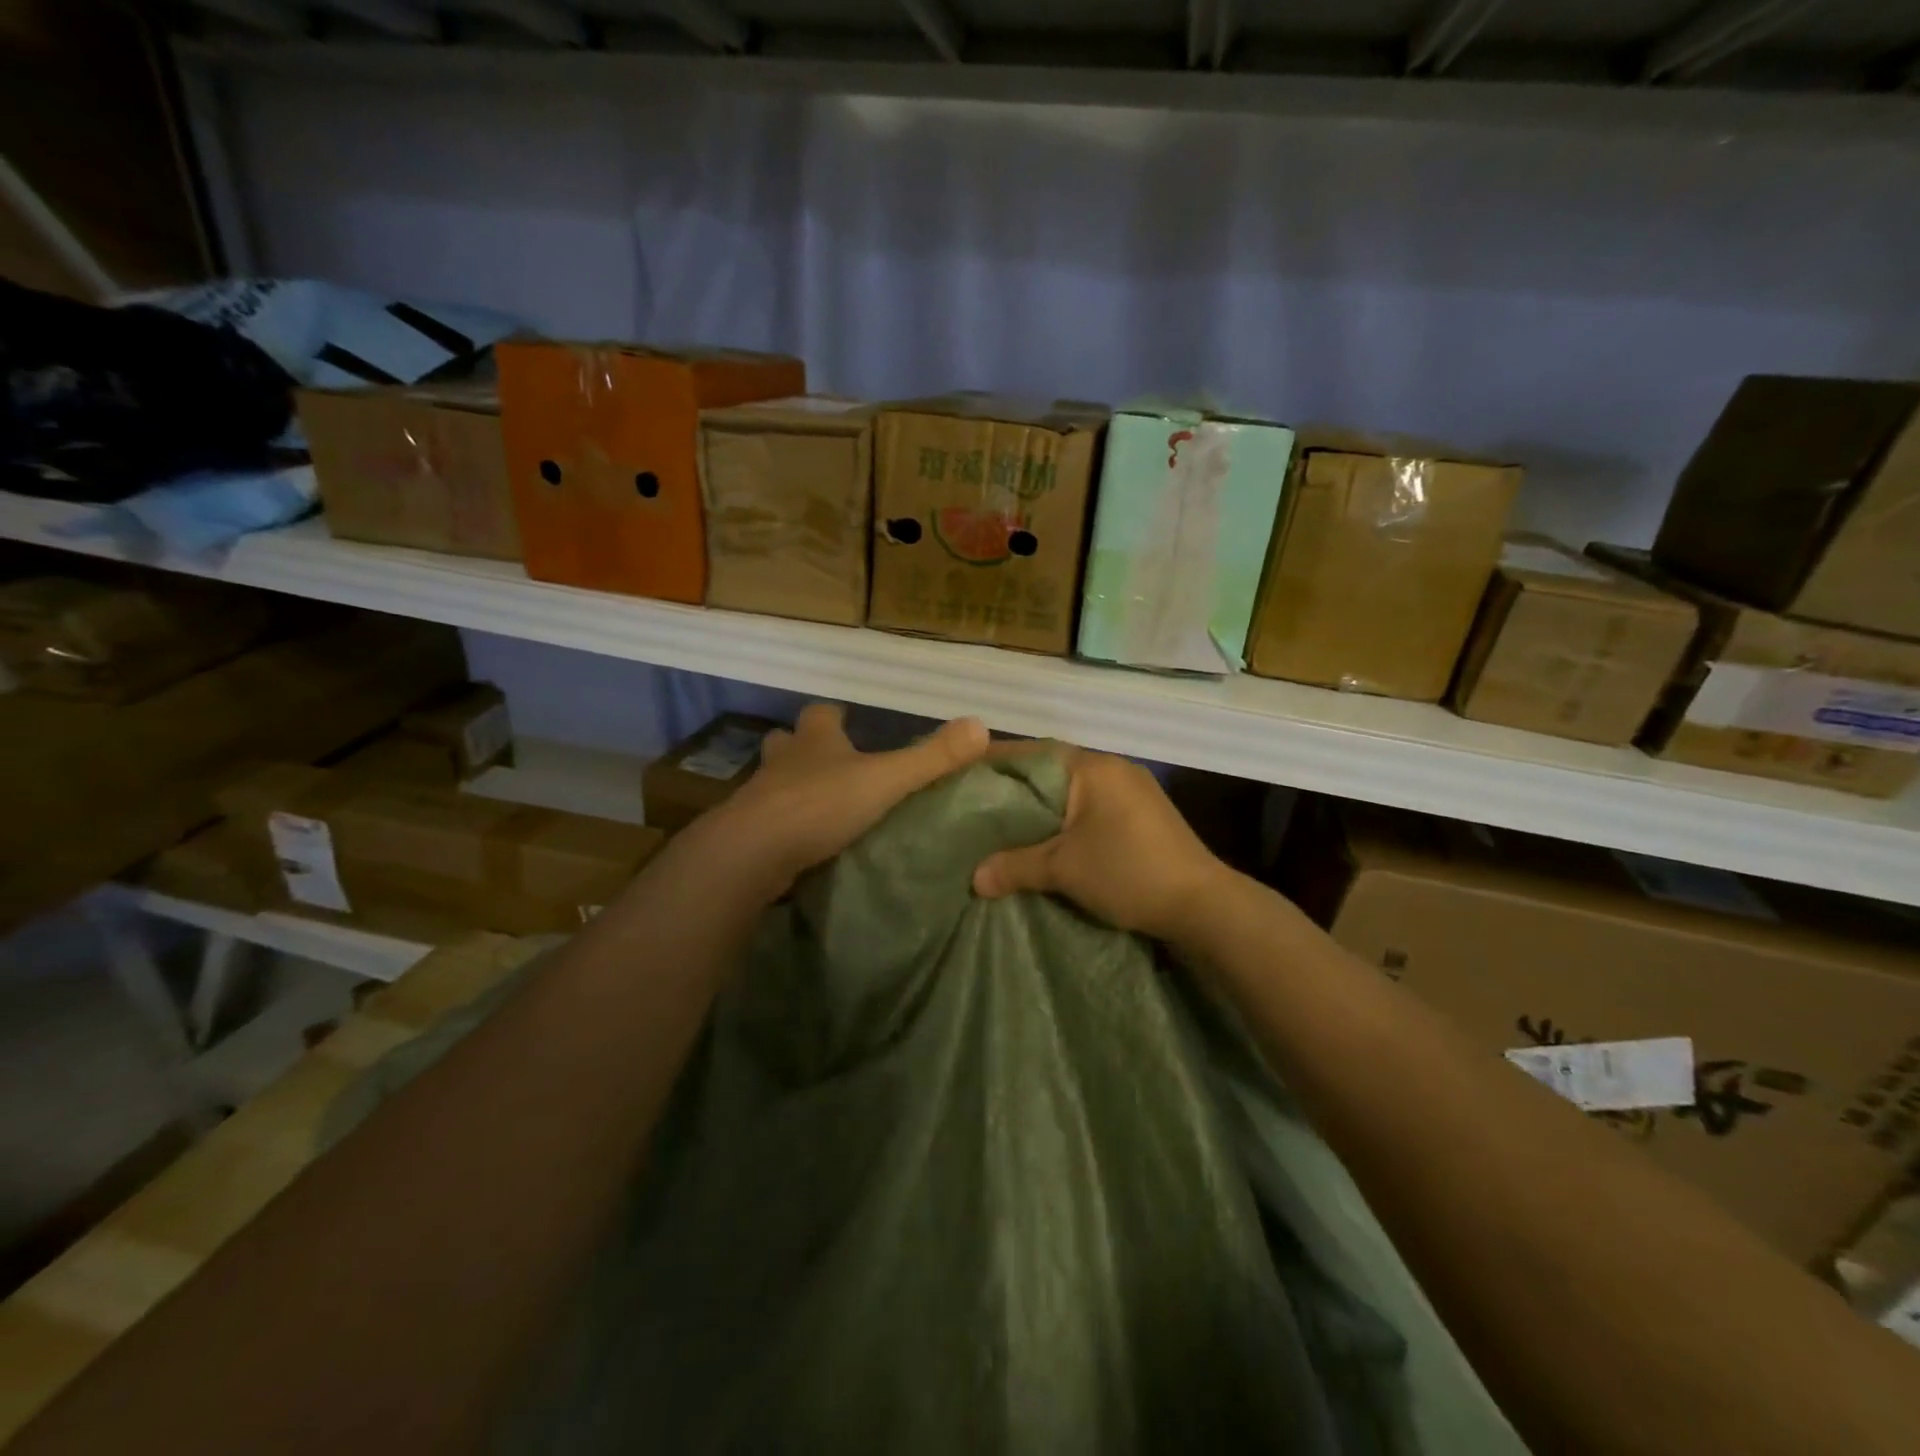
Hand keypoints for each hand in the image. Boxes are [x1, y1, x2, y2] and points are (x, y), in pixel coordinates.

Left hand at [704, 704, 988, 895]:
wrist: (753, 852)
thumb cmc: (821, 804)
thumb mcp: (886, 779)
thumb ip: (932, 757)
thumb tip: (981, 725)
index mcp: (816, 741)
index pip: (821, 714)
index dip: (834, 715)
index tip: (846, 718)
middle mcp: (784, 762)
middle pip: (788, 742)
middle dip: (804, 748)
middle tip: (829, 764)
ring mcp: (760, 797)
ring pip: (774, 781)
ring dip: (791, 787)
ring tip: (817, 806)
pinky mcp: (747, 834)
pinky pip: (767, 822)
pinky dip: (782, 827)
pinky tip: (800, 845)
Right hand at [971, 747, 1229, 942]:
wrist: (1203, 905)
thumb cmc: (1129, 872)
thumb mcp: (1065, 869)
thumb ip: (1015, 866)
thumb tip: (974, 878)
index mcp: (1092, 767)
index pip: (1031, 753)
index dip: (994, 763)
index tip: (960, 776)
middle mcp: (1112, 768)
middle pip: (1050, 770)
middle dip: (1015, 789)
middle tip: (976, 806)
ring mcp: (1132, 790)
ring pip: (1071, 791)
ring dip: (1041, 807)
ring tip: (1004, 826)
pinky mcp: (1142, 815)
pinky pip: (1089, 807)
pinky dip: (1064, 819)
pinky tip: (1046, 840)